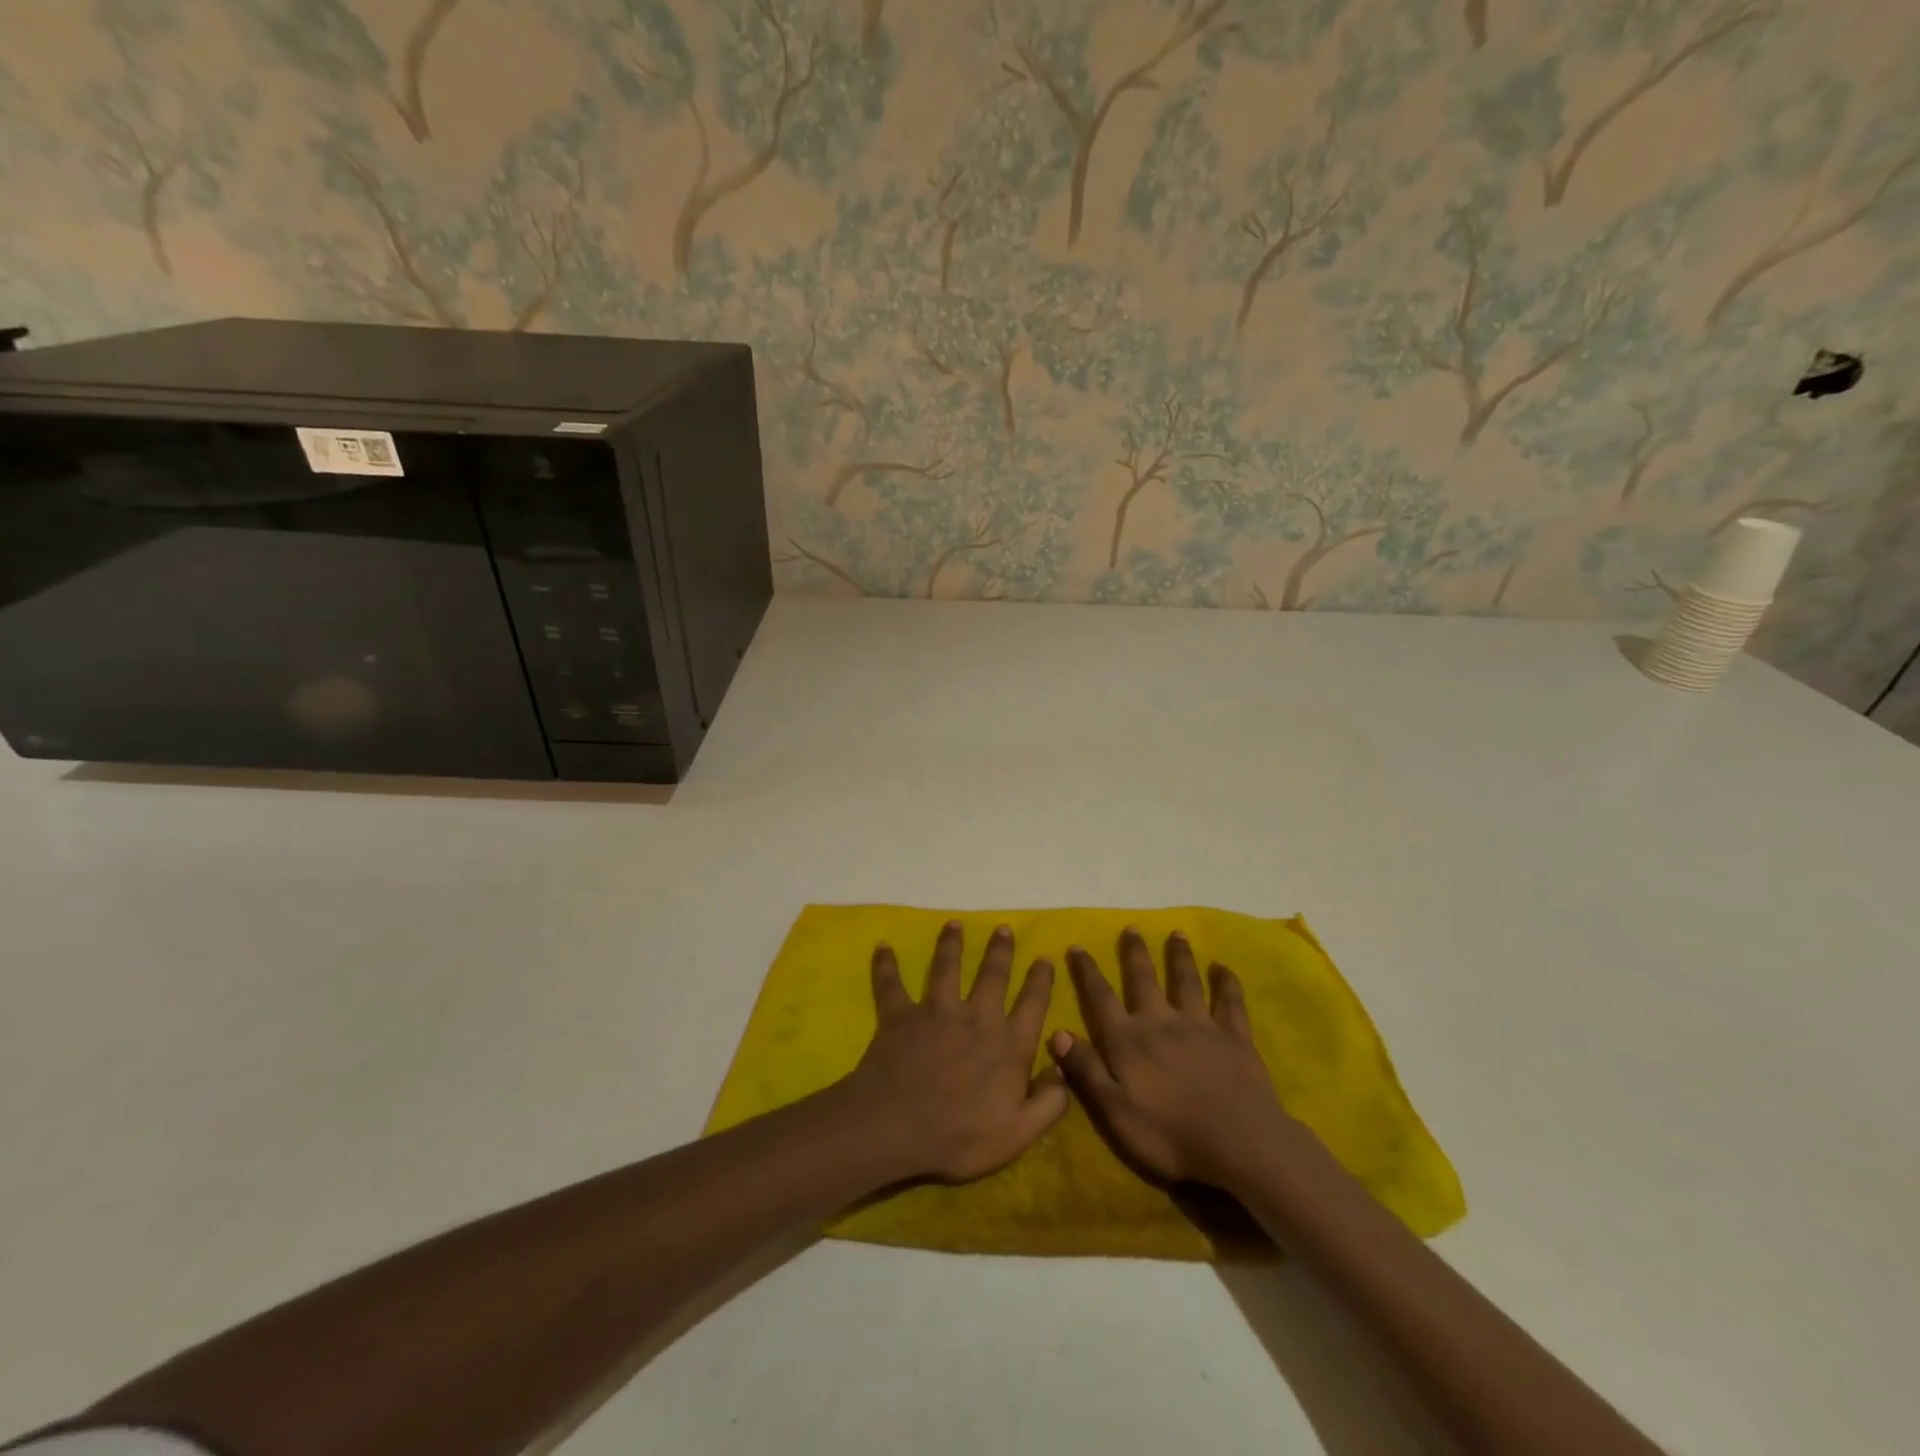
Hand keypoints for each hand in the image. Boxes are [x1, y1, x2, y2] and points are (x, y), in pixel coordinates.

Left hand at [840, 921, 1066, 1182]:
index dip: (1041, 980)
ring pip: (946, 967)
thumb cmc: (961, 1135)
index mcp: (1008, 1045)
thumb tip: (1063, 1069)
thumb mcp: (1018, 1133)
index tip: (1045, 958)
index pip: (1032, 1005)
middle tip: (1004, 928)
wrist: (898, 1126)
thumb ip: (1048, 1102)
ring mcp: (937, 1011)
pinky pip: (892, 984)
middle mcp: (977, 1017)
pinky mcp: (901, 1014)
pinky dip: (886, 966)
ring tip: (954, 924)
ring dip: (951, 944)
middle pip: (992, 975)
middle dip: (1000, 950)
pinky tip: (882, 947)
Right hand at [1050, 929, 1304, 1190]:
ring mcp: (1201, 1026)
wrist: (1239, 1144)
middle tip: (1131, 928)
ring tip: (1176, 934)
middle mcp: (1161, 1022)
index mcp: (1128, 1041)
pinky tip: (1223, 967)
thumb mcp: (1115, 1112)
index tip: (1077, 946)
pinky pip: (1230, 1002)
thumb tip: (1057, 1032)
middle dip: (1135, 953)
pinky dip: (1226, 982)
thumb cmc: (1170, 1135)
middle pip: (1144, 979)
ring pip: (1186, 981)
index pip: (1101, 998)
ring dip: (1179, 956)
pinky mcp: (1234, 1037)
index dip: (1087, 972)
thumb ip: (1086, 1070)